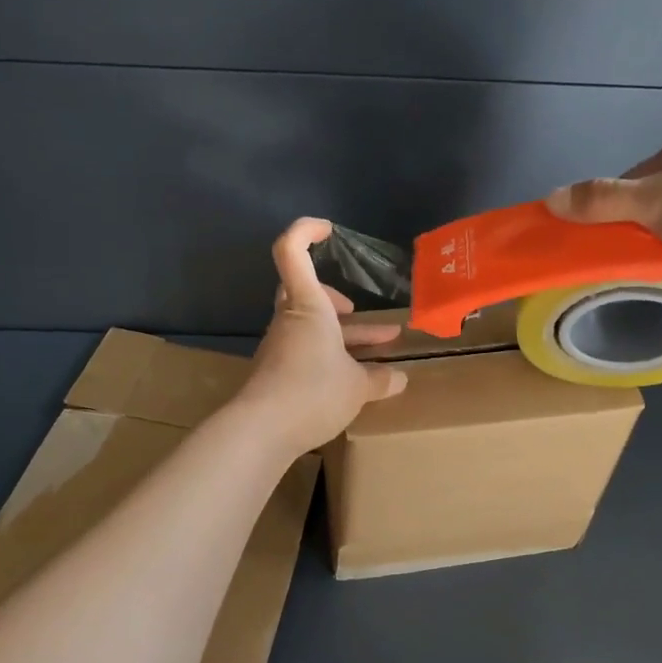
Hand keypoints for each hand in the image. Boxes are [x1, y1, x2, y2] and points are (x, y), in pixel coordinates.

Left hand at [235, 219, 409, 455]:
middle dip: (334, 299)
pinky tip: (353, 380)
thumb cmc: (312, 392)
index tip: (329, 231)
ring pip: (310, 327)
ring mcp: (279, 346)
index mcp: (308, 307)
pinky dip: (329, 357)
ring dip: (342, 335)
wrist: (260, 431)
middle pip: (304, 292)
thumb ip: (380, 379)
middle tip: (356, 313)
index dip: (306, 231)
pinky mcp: (276, 372)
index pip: (292, 251)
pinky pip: (306, 352)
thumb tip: (401, 379)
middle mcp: (289, 320)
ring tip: (379, 351)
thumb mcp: (357, 387)